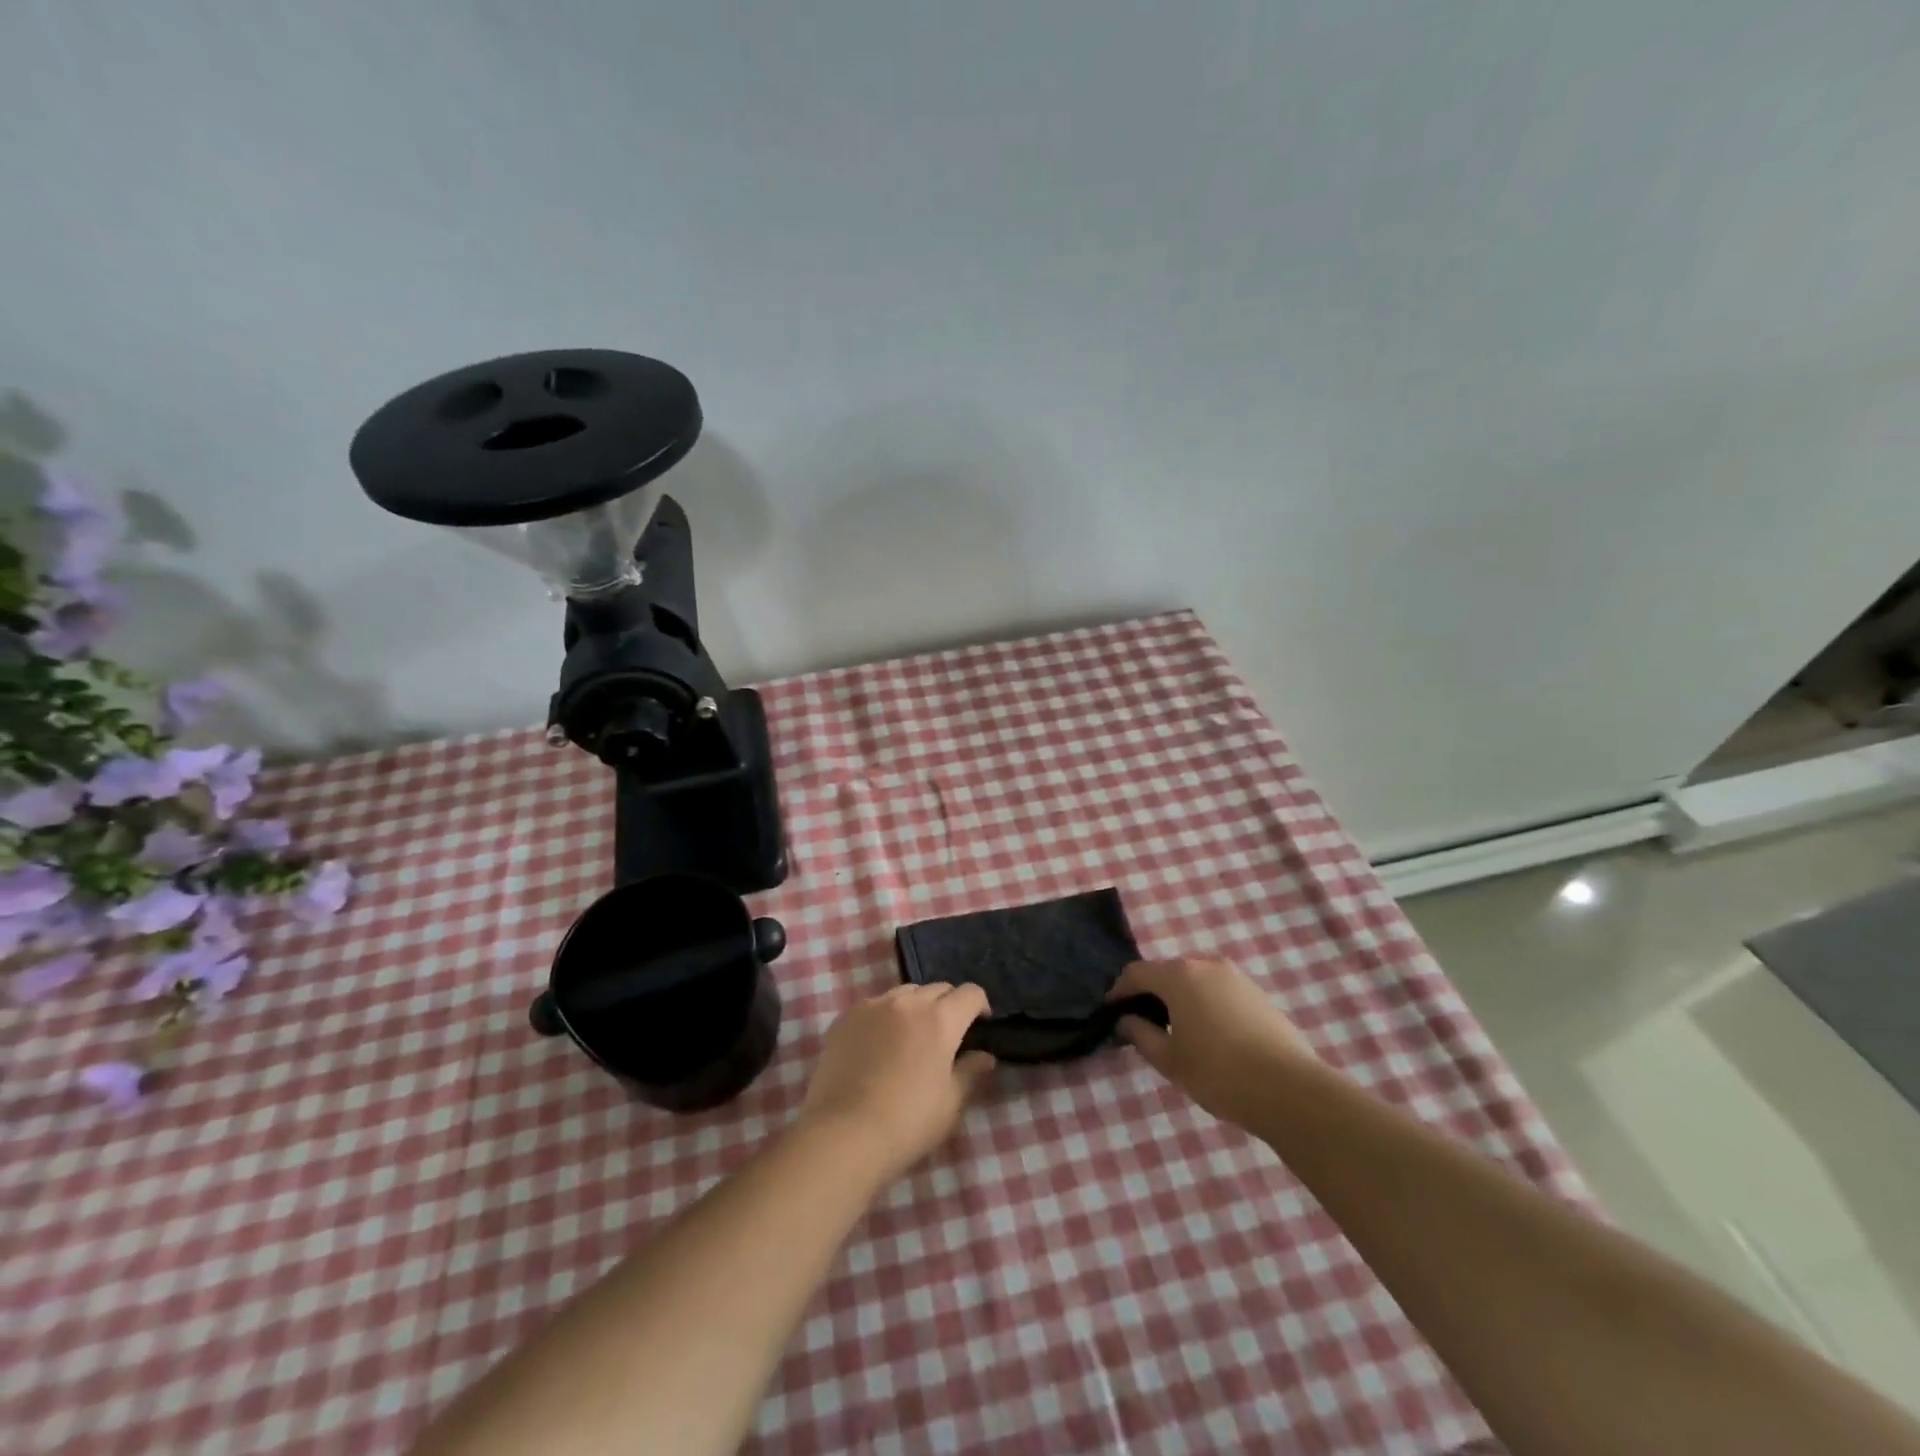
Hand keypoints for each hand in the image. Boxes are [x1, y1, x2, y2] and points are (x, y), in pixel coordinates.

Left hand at [798, 983, 996, 1185]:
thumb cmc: (907, 1122)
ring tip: (910, 1038)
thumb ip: (970, 1072)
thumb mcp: (950, 1104)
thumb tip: (984, 1056)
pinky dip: (884, 1017)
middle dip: (948, 1006)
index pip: (971, 993)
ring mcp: (873, 1006)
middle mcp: (907, 1002)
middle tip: (946, 1038)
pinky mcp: (845, 1018)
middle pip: (938, 988)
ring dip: (916, 1007)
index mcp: (940, 1019)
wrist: (843, 1135)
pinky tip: (877, 1046)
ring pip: (904, 993)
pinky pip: (874, 1006)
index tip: (979, 1028)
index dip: (980, 1007)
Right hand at [1109, 958, 1315, 1128]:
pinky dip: (1205, 1005)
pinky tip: (1211, 1036)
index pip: (1136, 972)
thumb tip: (1127, 1020)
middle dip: (1151, 994)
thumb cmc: (1218, 1073)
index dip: (1119, 990)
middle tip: (1143, 1024)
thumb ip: (1141, 1035)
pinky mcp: (1258, 994)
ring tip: (1177, 1032)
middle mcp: (1206, 965)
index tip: (1112, 1013)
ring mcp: (1236, 977)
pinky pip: (1219, 991)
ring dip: (1180, 999)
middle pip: (1167, 972)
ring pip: (1195, 981)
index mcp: (1179, 976)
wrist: (1290, 1090)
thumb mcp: (1170, 1060)